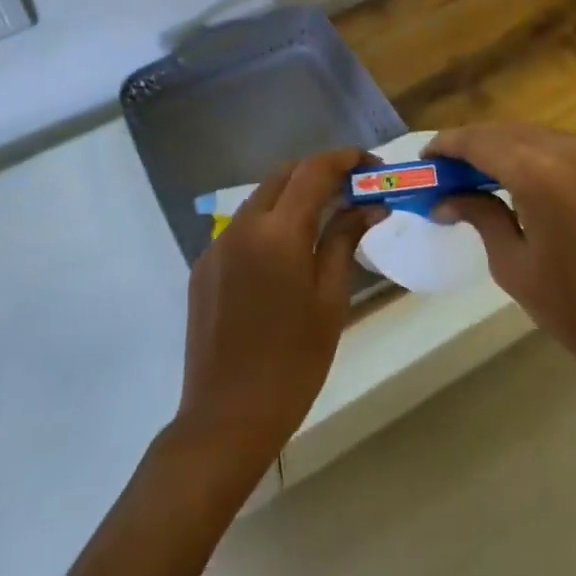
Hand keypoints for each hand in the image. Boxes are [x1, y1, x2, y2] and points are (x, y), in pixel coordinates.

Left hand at [172, 148, 383, 494]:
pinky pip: (242, 228)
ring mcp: (216, 245)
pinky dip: (270, 223)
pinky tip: (287, 252)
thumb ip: (345, 241)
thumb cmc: (293, 364)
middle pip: (284, 175)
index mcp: (277, 232)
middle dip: (319, 172)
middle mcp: (242, 226)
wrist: (226, 417)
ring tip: (326, 217)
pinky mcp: (203, 267)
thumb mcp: (330, 300)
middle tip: (353, 190)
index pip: (314, 170)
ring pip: (260, 198)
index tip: (372, 165)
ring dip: (294, 196)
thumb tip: (370, 206)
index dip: (345, 159)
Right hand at [425, 122, 575, 410]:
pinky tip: (516, 182)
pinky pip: (558, 148)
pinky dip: (529, 154)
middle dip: (470, 144)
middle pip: (505, 131)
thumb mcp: (516, 267)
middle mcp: (568, 153)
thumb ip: (481, 218)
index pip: (480, 142)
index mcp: (540, 175)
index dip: (447, 145)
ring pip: (533, 135)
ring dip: (499, 147)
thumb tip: (446, 199)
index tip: (423, 160)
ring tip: (473, 177)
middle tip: (443, 172)